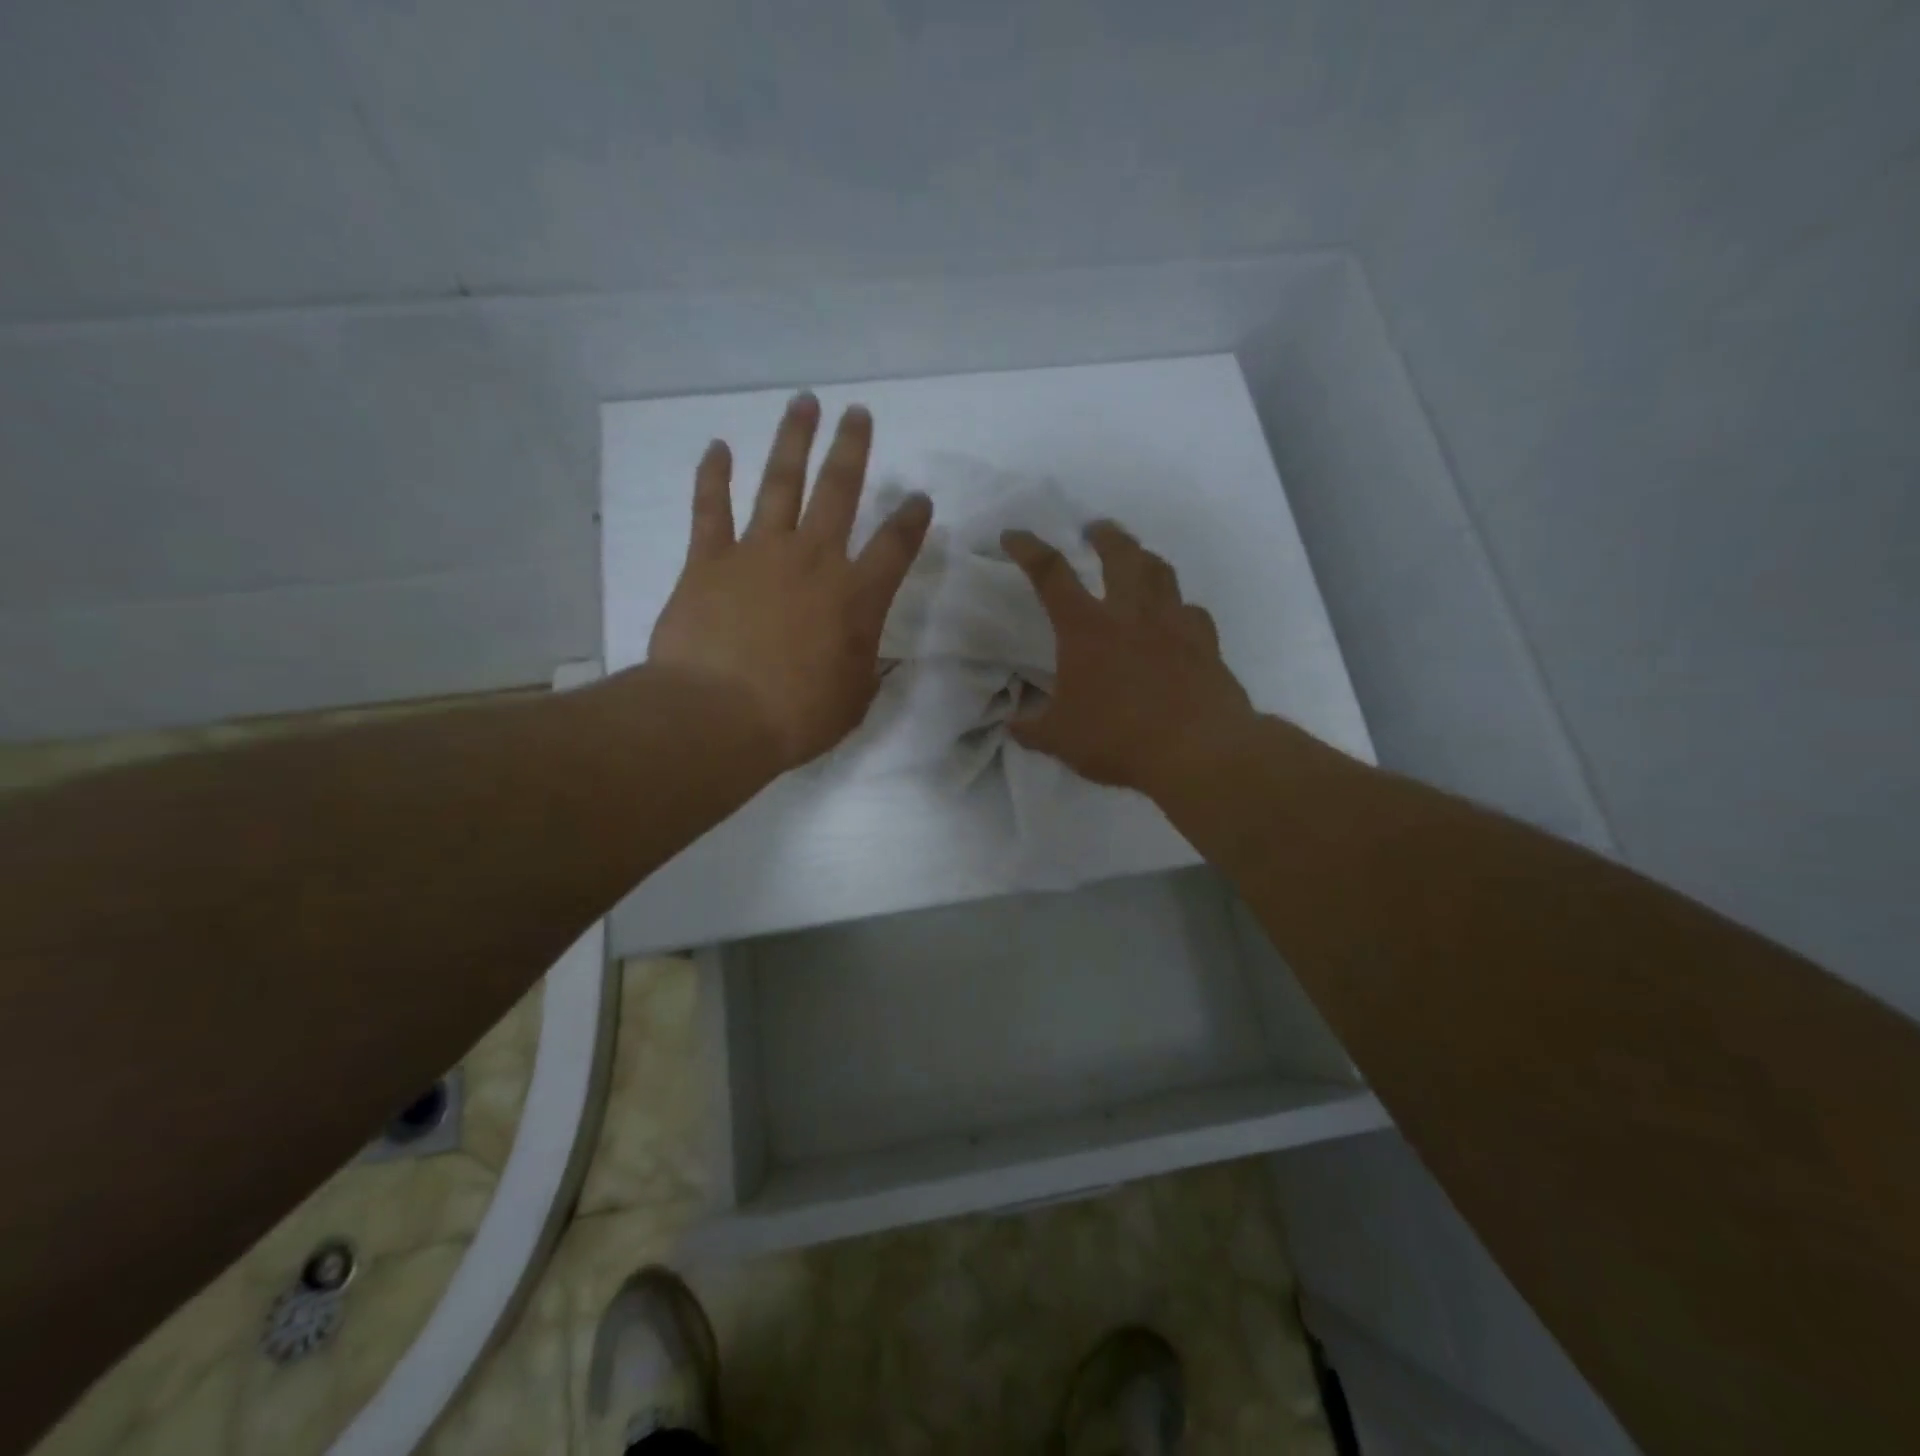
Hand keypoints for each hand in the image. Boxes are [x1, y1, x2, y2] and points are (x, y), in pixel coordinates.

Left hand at [648, 393, 932, 769]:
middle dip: (852, 448)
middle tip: (858, 414)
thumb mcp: (853, 701)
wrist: (718, 715)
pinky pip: (711, 508)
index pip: (895, 546)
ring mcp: (758, 552)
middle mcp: (813, 560)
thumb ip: (868, 669)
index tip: (920, 499)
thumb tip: (877, 655)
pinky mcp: (708, 560)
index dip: (912, 520)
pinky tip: (717, 448)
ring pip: (780, 482)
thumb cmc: (796, 716)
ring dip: (793, 440)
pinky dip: (713, 476)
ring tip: (803, 403)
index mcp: (856, 597)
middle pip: (839, 490)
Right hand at [1001, 521, 1255, 797]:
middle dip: (1103, 535)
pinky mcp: (1206, 642)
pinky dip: (1178, 606)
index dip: (1028, 548)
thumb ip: (1032, 728)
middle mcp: (1130, 612)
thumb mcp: (1060, 739)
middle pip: (1119, 552)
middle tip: (1095, 530)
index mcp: (1086, 627)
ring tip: (1136, 559)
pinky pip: (1191, 610)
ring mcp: (1174, 622)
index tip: (1014, 536)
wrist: (1197, 750)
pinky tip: (1176, 617)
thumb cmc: (1118, 738)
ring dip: (1143, 557)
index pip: (1050, 573)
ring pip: (1160, 571)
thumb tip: (1013, 725)